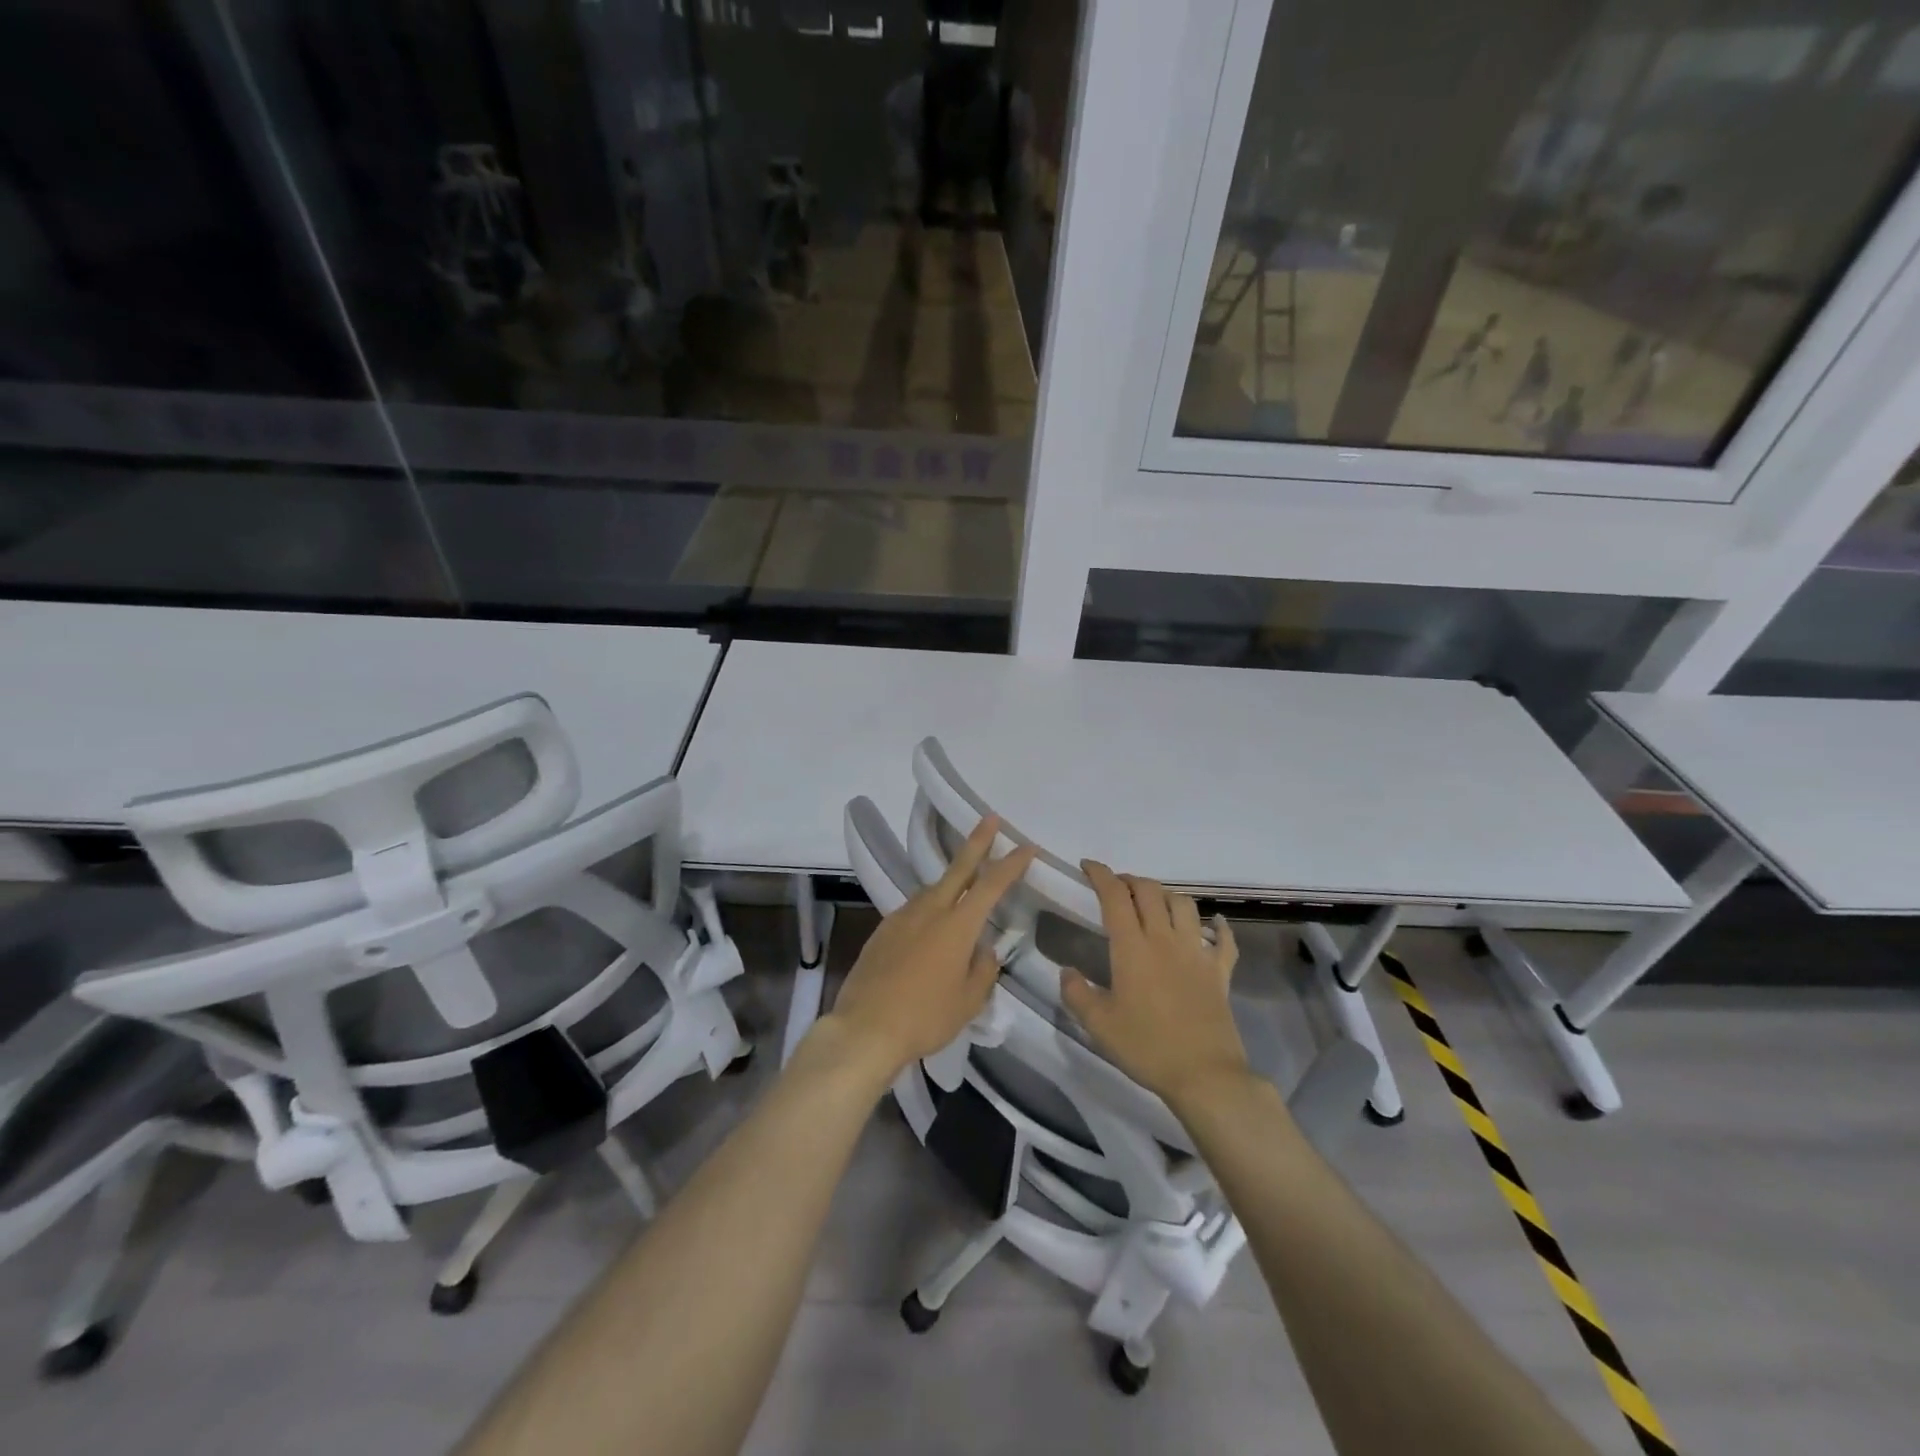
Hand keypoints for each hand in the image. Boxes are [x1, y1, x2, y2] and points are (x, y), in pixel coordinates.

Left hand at [820, 816, 1036, 1084]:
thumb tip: (984, 951)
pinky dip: (929, 907)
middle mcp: (930, 911)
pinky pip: (913, 909)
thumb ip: (982, 970)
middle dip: (977, 842)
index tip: (1026, 847)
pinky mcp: (882, 930)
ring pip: (933, 889)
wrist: (865, 1028)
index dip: (1011, 864)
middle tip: (989, 819)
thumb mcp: (968, 1002)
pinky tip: (930, 925)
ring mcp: (902, 917)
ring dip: (951, 881)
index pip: (991, 886)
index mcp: (957, 926)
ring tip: (964, 884)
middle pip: (958, 869)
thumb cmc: (925, 1017)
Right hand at [1058, 862, 1248, 1108]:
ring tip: (1154, 902)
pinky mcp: (1220, 971)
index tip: (1088, 867)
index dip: (1101, 875)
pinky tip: (1214, 925)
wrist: (1205, 1075)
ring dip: (1166, 895)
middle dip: (1130, 880)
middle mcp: (1165, 939)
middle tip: (1117, 887)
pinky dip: (1218, 927)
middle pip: (1149, 891)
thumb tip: (1066, 972)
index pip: (1115, 896)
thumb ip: (1077, 994)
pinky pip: (1224, 940)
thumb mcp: (1098, 1025)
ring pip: (1184, 904)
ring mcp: (1196, 952)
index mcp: (1132, 947)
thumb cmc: (1146, 1047)